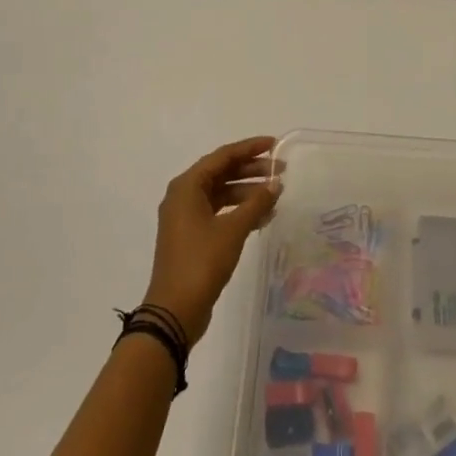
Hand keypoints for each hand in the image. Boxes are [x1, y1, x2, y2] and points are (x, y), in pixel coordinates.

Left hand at [143, 136, 283, 344]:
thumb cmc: (201, 262)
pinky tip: (262, 217)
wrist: (174, 310)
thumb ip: (256, 203)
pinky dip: (239, 211)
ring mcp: (185, 217)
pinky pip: (218, 212)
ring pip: (221, 193)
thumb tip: (276, 184)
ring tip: (276, 196)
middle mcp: (183, 196)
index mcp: (186, 186)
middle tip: (281, 171)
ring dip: (247, 192)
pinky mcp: (191, 236)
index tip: (275, 145)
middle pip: (221, 173)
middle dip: (251, 170)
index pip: (222, 156)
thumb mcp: (233, 230)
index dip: (249, 148)